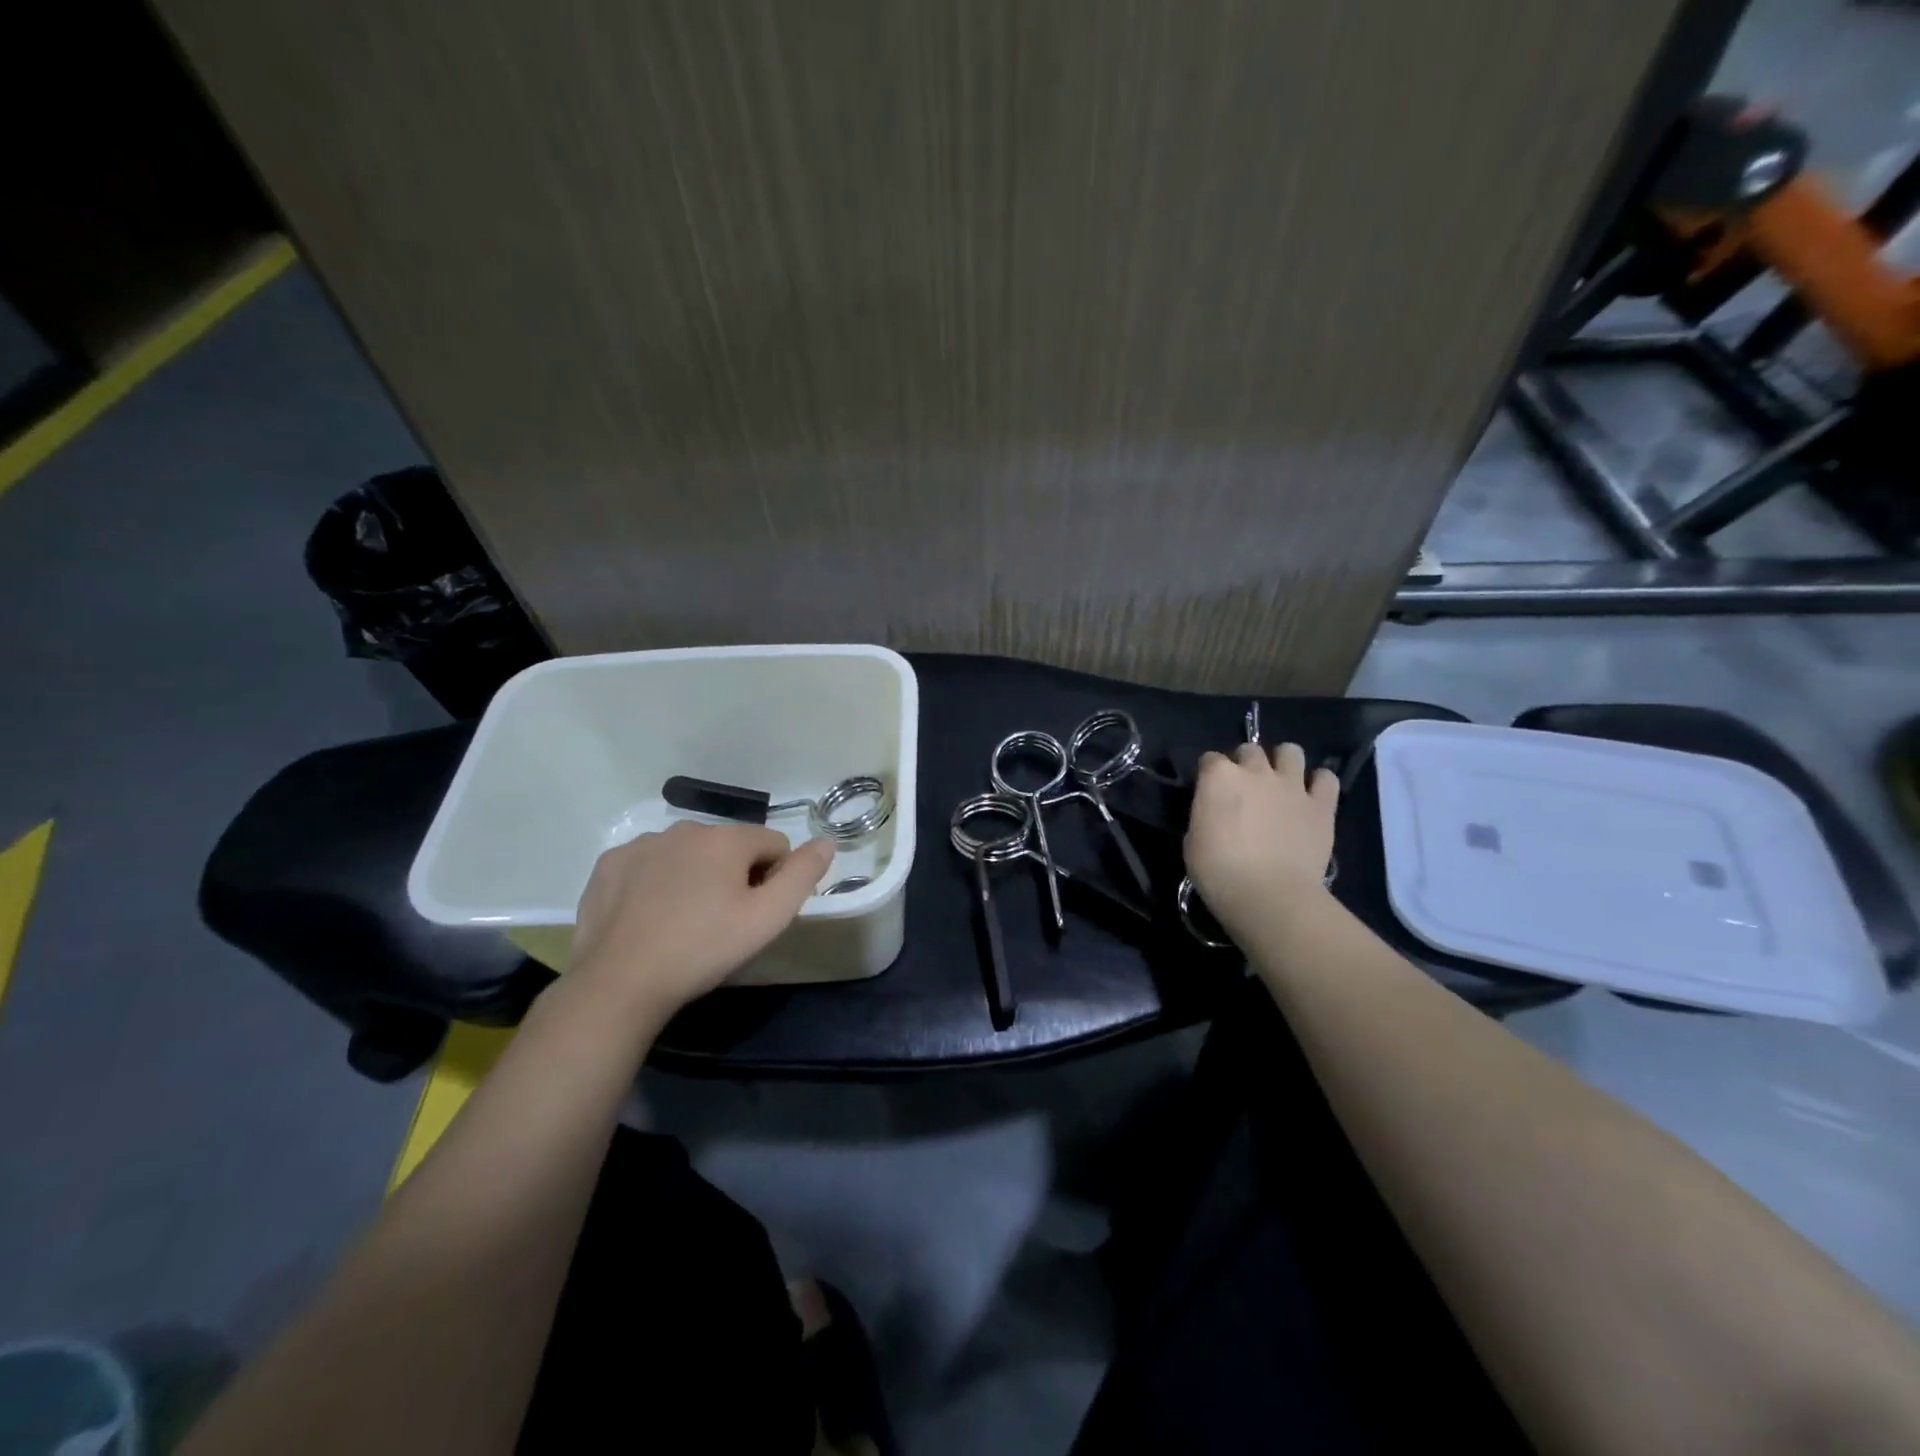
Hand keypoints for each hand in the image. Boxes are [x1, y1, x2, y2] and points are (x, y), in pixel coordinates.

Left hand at [568, 822, 835, 1019]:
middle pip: (729, 847)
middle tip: (721, 922)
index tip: (755, 914)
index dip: (774, 879)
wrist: (619, 983)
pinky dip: (655, 882)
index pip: (773, 845)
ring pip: (688, 853)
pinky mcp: (610, 864)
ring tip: (683, 922)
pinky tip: (649, 916)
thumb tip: (827, 841)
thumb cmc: (703, 949)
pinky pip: (649, 864)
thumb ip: (802, 875)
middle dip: (733, 875)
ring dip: (695, 876)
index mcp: (726, 838)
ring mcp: (642, 844)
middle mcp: (685, 828)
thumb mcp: (767, 919)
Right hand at [1184, 742, 1337, 935]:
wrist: (1269, 895)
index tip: (1209, 792)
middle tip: (1245, 789)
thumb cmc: (1218, 872)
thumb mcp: (1193, 841)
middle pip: (1249, 750)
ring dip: (1283, 763)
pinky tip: (1311, 797)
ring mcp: (1292, 785)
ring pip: (1290, 751)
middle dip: (1245, 763)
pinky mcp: (1321, 805)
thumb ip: (1206, 816)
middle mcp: (1255, 771)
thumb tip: (1215, 814)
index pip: (1209, 759)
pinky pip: (1326, 779)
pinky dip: (1319, 783)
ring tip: (1280, 783)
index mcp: (1218, 777)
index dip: (1208, 774)